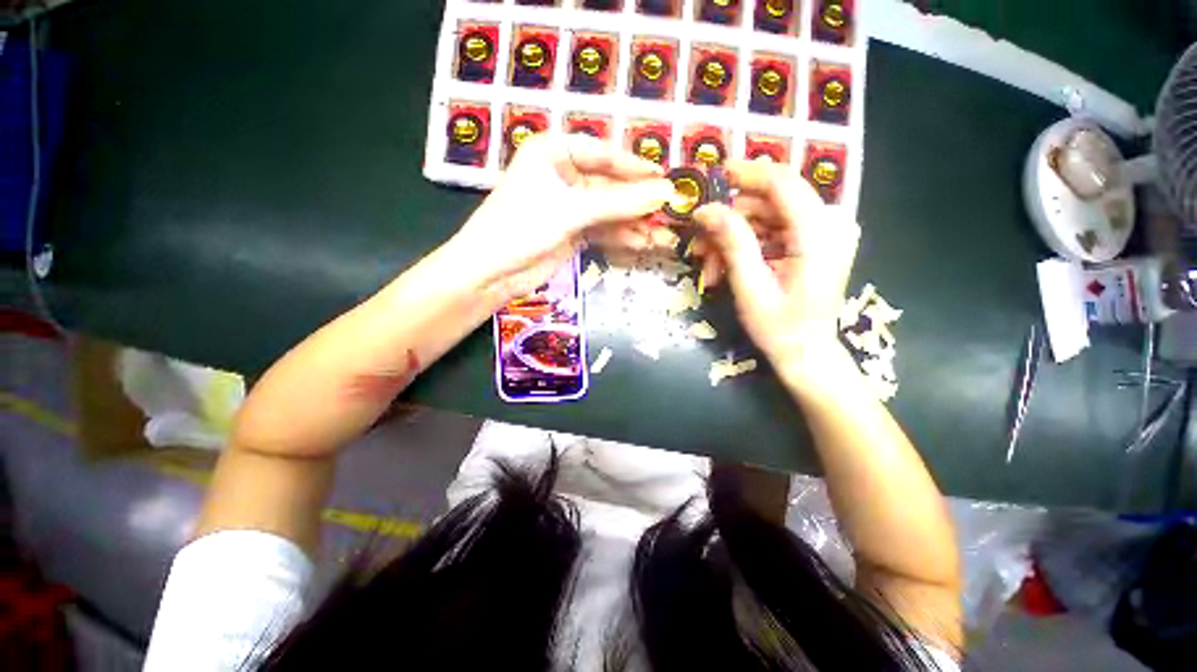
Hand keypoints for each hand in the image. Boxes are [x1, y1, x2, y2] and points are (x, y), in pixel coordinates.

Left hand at [452, 134, 674, 306]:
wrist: (492, 273)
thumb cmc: (522, 227)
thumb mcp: (572, 210)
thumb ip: (618, 203)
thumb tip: (665, 193)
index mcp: (553, 152)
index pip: (603, 153)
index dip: (635, 167)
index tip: (665, 178)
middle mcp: (562, 175)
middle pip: (609, 185)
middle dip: (638, 202)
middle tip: (669, 213)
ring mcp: (568, 206)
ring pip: (609, 211)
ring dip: (634, 224)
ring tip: (662, 236)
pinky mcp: (572, 232)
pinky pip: (603, 229)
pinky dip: (621, 237)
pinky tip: (642, 244)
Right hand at [692, 160, 859, 369]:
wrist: (805, 354)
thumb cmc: (779, 327)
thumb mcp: (750, 286)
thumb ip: (732, 242)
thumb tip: (705, 209)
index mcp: (820, 232)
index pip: (782, 183)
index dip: (747, 174)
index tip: (713, 174)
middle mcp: (828, 224)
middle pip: (769, 202)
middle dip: (729, 222)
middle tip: (699, 248)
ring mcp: (822, 233)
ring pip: (765, 217)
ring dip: (732, 239)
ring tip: (708, 267)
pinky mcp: (812, 242)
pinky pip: (771, 232)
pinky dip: (744, 247)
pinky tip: (724, 268)